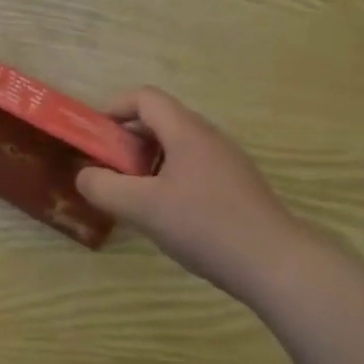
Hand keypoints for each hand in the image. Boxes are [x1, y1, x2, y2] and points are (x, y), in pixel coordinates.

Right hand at [75, 87, 309, 302]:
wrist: (278, 266)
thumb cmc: (206, 226)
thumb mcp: (142, 208)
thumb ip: (103, 187)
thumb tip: (85, 175)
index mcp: (186, 131)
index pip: (144, 97)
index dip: (114, 108)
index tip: (95, 136)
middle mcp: (209, 138)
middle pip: (160, 120)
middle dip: (127, 138)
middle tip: (108, 168)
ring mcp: (227, 162)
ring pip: (177, 146)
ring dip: (147, 160)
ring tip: (134, 194)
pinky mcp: (237, 187)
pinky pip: (193, 167)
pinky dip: (169, 177)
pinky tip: (167, 214)